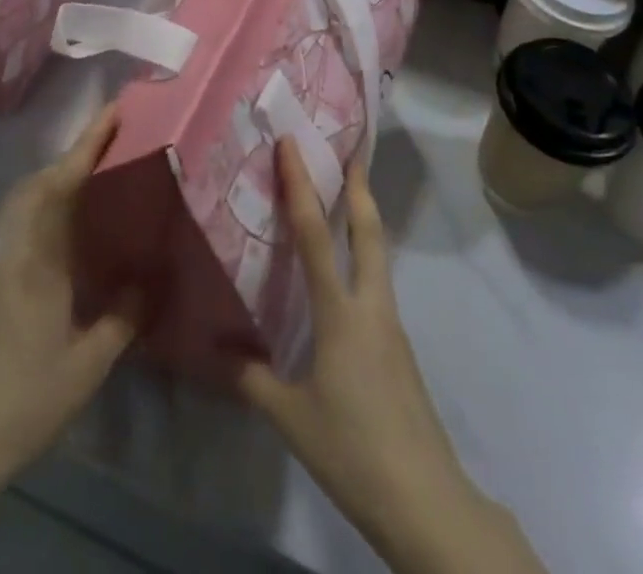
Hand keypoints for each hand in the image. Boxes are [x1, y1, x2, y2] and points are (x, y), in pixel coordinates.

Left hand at [0, 110, 137, 573]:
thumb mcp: (87, 367)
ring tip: (100, 174)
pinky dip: (52, 207)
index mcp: (37, 262)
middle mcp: (14, 253)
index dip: (86, 146)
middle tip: (113, 138)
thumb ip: (122, 318)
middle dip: (73, 154)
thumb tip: (148, 279)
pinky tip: (76, 230)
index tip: (112, 114)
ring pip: (28, 204)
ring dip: (60, 178)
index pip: (60, 187)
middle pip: (38, 184)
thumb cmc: (24, 403)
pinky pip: (27, 227)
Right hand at [239, 141, 545, 573]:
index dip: (302, 185)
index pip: (317, 234)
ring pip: (379, 257)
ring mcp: (392, 327)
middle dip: (359, 189)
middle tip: (350, 154)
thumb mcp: (291, 418)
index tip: (294, 144)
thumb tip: (217, 350)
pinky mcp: (400, 349)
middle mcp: (372, 306)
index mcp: (341, 312)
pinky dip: (364, 262)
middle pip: (369, 232)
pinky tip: (346, 282)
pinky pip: (378, 288)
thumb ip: (252, 379)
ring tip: (347, 203)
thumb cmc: (353, 449)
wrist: (424, 499)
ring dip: (364, 222)